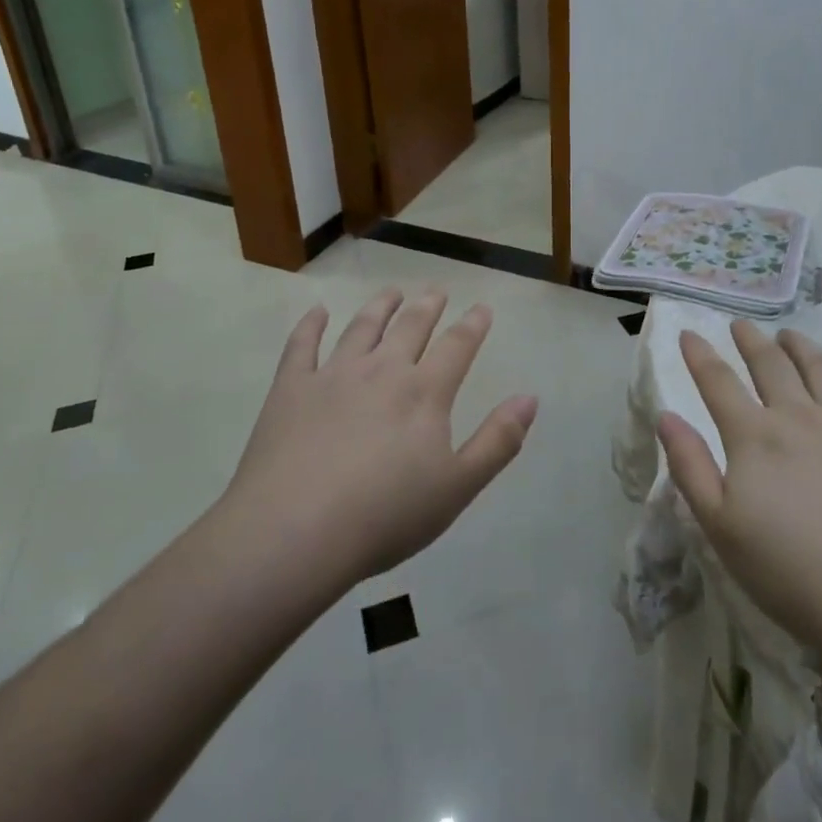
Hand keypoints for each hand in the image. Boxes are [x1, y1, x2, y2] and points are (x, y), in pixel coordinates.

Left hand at [225, 288, 537, 587]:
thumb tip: (530, 397)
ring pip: (362, 327)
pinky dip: (311, 325)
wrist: (296, 531)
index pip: (457, 346)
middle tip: (436, 289)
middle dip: (428, 306)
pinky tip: (317, 312)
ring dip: (380, 306)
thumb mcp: (457, 487)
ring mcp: (333, 375)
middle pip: (410, 326)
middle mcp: (382, 370)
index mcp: (424, 392)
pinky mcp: (291, 388)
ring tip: (391, 292)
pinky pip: (302, 345)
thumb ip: (498, 440)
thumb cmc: (386, 515)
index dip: (473, 324)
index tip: (482, 307)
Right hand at [657, 321, 821, 678]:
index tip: (689, 334)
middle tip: (741, 326)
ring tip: (790, 336)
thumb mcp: (721, 528)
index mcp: (754, 436)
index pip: (718, 382)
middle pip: (770, 365)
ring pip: (820, 368)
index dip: (700, 355)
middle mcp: (799, 416)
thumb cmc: (793, 573)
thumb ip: (690, 466)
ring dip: (800, 347)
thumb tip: (666, 416)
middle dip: (751, 341)